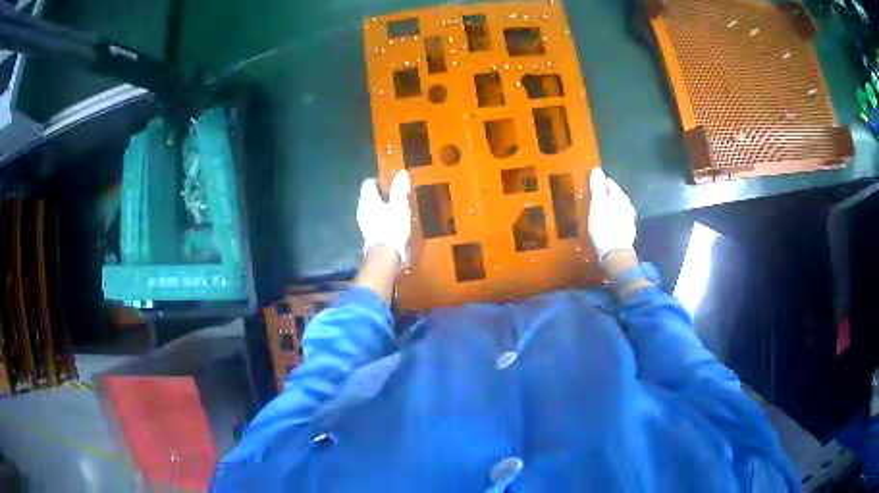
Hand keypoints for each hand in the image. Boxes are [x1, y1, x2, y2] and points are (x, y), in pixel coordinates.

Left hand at [357, 170, 411, 263]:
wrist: (385, 255)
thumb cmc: (392, 226)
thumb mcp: (399, 204)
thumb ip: (399, 188)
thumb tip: (401, 172)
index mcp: (367, 198)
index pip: (369, 182)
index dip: (380, 180)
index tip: (393, 182)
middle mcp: (362, 208)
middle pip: (370, 196)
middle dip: (383, 194)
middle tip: (398, 195)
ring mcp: (364, 222)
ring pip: (373, 208)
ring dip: (384, 207)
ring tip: (398, 209)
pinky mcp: (369, 234)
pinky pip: (375, 220)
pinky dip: (383, 218)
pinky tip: (394, 223)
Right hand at [588, 168, 635, 262]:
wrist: (615, 253)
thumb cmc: (604, 226)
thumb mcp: (597, 204)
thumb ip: (597, 186)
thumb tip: (597, 169)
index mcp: (619, 196)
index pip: (610, 183)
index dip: (600, 183)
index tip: (591, 188)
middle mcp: (627, 205)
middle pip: (615, 195)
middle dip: (606, 196)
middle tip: (594, 200)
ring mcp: (629, 219)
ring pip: (619, 207)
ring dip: (610, 207)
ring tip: (600, 212)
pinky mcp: (628, 231)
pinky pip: (620, 219)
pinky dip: (614, 218)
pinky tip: (608, 224)